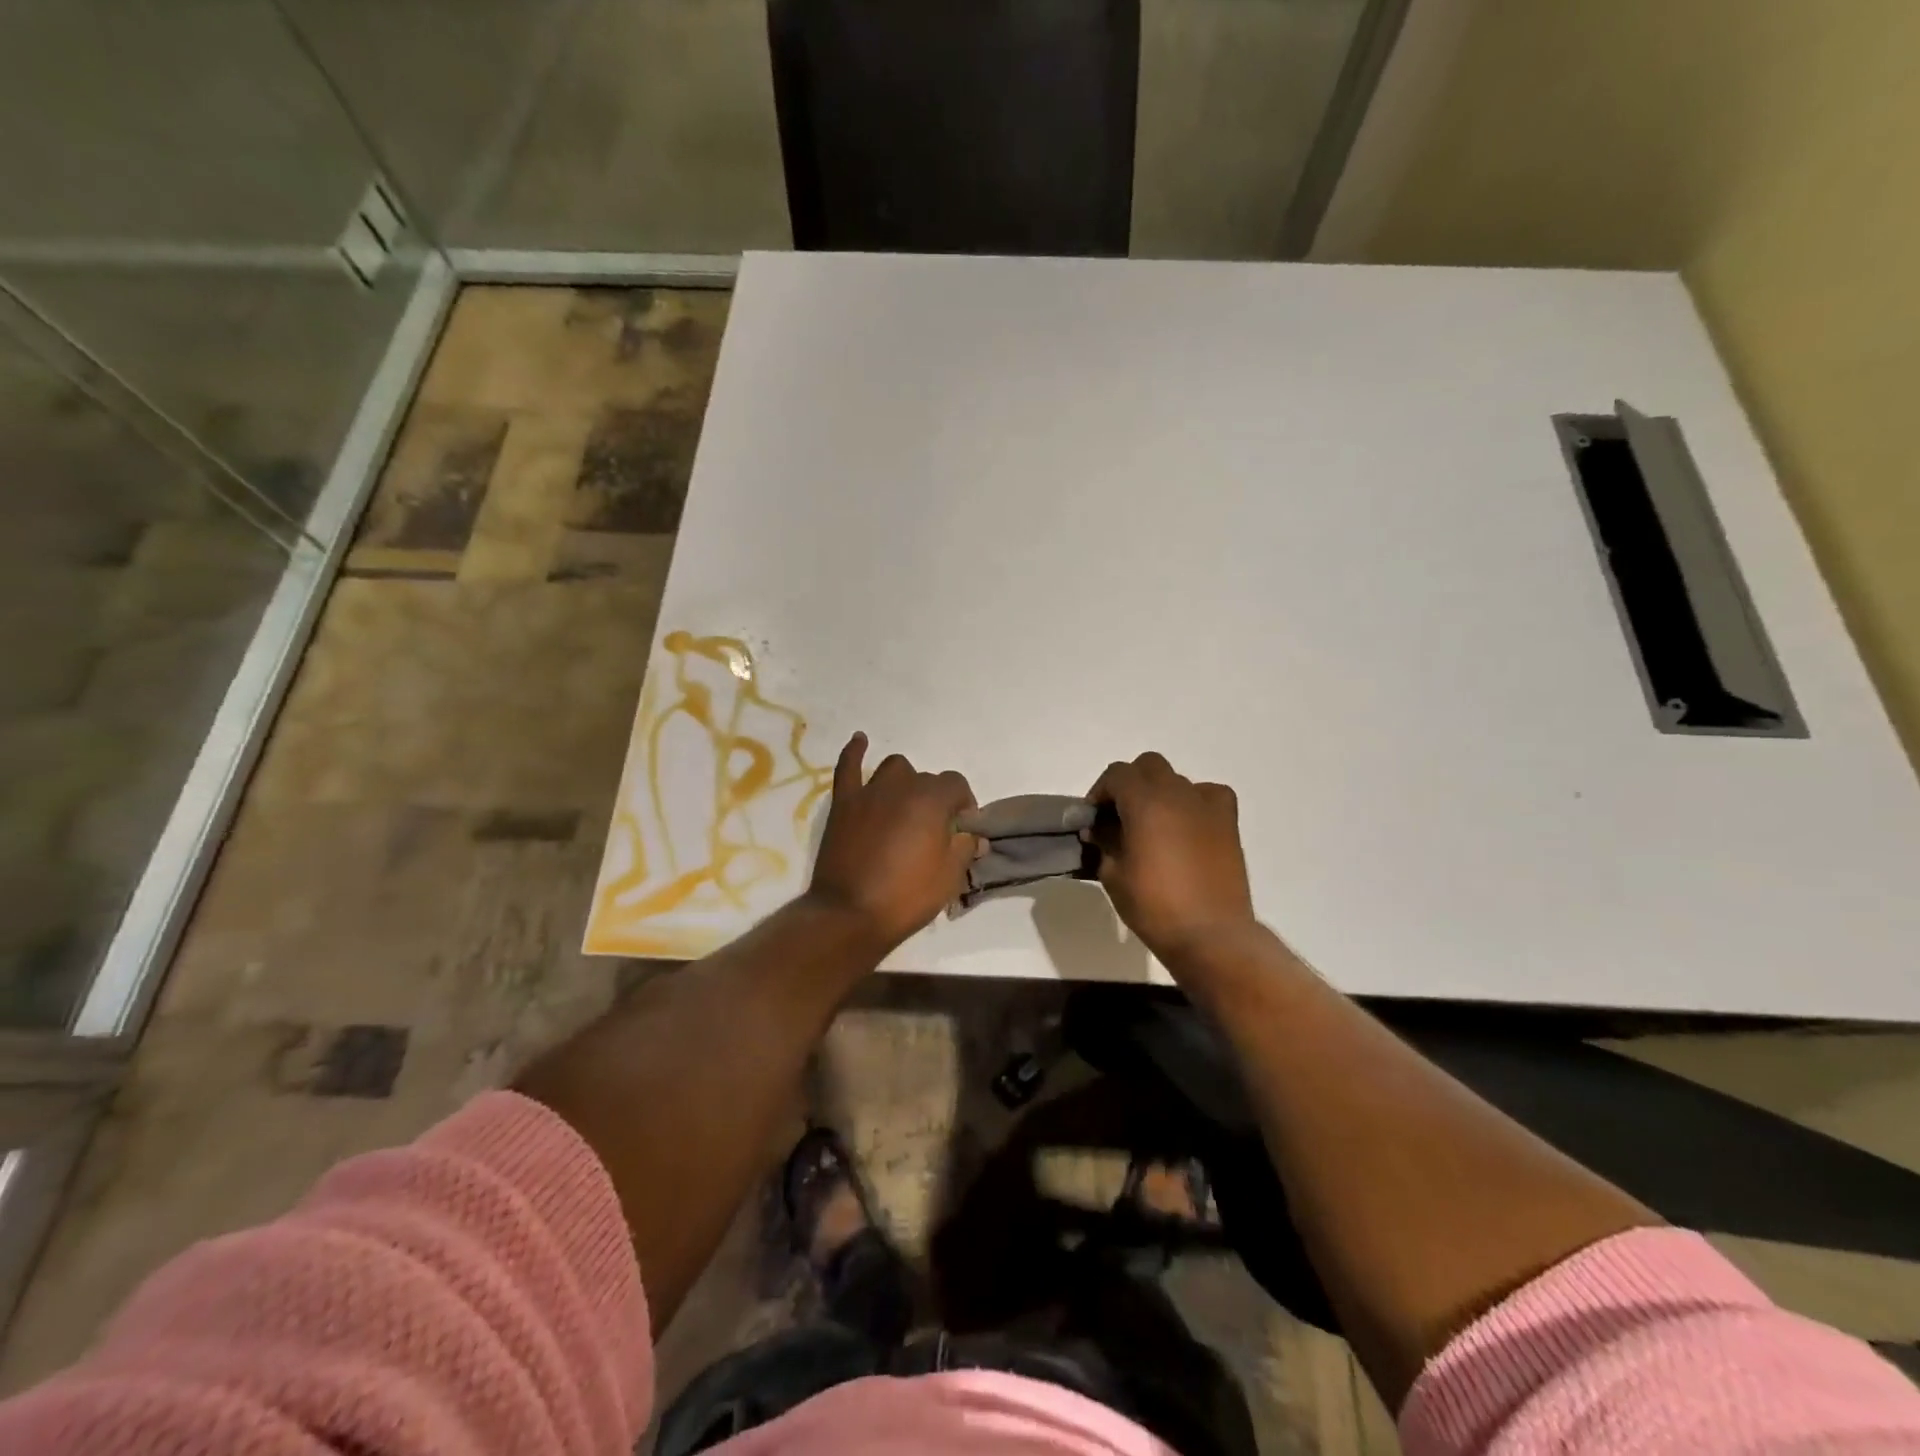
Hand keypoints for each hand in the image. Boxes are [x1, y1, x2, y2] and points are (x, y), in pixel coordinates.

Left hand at [806, 733, 977, 952]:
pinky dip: (855, 752)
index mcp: (932, 800)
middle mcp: (902, 786)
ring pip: (894, 769)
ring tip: (905, 804)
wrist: (851, 914)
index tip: (962, 829)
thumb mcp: (950, 877)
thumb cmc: (907, 896)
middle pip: (926, 779)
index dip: (964, 805)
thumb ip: (965, 848)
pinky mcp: (844, 803)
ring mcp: (869, 792)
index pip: (957, 785)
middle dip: (935, 799)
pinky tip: (860, 740)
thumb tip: (974, 836)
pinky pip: (848, 767)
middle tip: (933, 830)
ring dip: (904, 781)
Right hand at [1085, 752, 1257, 964]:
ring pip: (1176, 779)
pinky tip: (1186, 826)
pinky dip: (1193, 802)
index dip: (1100, 792)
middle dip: (1129, 785)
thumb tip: (1099, 829)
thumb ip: (1103, 841)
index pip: (1116, 774)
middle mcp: (1177, 793)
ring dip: (1159, 793)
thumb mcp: (1113, 875)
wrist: (1211, 935)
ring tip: (1152, 826)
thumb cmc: (1154, 906)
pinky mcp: (1228, 822)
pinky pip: (1208, 794)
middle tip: (1119, 817)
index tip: (1093, 819)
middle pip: (1148, 766)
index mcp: (1145, 802)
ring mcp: (1207, 805)